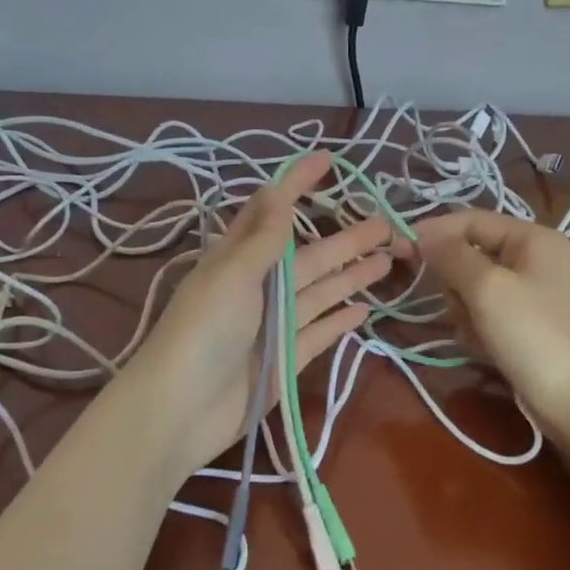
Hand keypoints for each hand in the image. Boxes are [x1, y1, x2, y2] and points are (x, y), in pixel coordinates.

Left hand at [123, 153, 397, 472]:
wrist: (181, 410)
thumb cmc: (202, 332)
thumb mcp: (232, 276)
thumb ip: (263, 239)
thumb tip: (276, 189)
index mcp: (238, 259)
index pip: (273, 212)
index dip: (298, 184)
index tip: (328, 160)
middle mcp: (258, 287)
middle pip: (309, 256)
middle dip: (345, 238)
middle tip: (387, 223)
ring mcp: (274, 324)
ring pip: (320, 292)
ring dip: (351, 275)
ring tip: (388, 259)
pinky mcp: (286, 358)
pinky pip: (320, 333)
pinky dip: (340, 321)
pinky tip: (364, 309)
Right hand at [417, 211, 569, 435]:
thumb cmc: (531, 334)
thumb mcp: (486, 287)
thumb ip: (451, 255)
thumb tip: (422, 235)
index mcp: (533, 238)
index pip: (472, 220)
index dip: (436, 232)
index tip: (403, 253)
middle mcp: (536, 258)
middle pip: (471, 253)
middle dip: (455, 279)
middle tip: (458, 306)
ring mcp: (533, 293)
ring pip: (474, 286)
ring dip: (464, 307)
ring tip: (473, 331)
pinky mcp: (527, 324)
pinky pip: (487, 312)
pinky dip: (477, 326)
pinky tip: (481, 347)